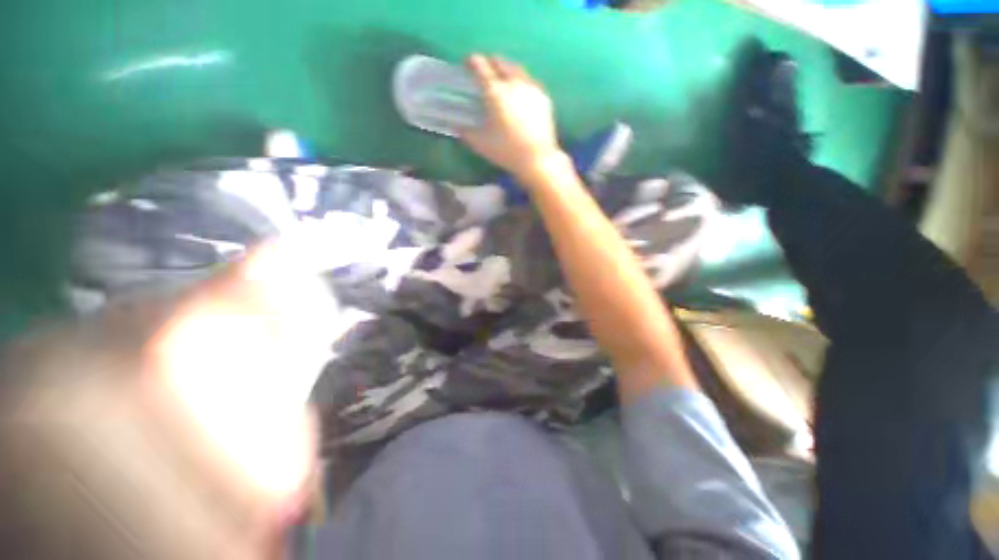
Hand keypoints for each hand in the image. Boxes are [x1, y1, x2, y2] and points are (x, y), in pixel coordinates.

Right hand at [460, 54, 563, 179]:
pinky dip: (522, 80)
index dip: (472, 62)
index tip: (467, 63)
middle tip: (485, 68)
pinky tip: (521, 89)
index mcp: (495, 92)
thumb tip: (457, 127)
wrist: (537, 159)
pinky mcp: (544, 97)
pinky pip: (530, 81)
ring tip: (503, 75)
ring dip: (507, 68)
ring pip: (517, 69)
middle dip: (491, 62)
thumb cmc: (507, 151)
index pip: (480, 67)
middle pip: (501, 62)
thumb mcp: (481, 144)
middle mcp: (513, 83)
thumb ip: (467, 133)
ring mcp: (531, 88)